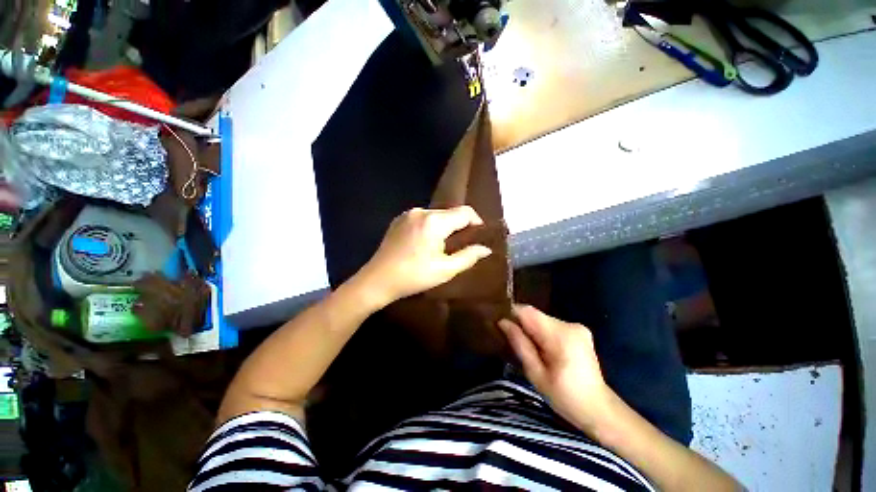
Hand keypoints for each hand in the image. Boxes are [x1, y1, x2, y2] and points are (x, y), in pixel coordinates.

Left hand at [357, 206, 491, 306]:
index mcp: (434, 221)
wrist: (377, 280)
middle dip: (460, 226)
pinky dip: (431, 226)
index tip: (479, 236)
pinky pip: (423, 218)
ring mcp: (408, 214)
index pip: (465, 212)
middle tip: (462, 244)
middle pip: (450, 213)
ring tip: (444, 245)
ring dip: (445, 226)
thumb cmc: (414, 276)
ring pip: (437, 215)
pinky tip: (426, 243)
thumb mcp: (445, 270)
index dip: (476, 222)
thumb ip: (468, 256)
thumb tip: (486, 248)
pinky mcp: (399, 219)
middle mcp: (421, 211)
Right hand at [499, 305, 612, 432]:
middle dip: (522, 326)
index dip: (511, 314)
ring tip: (531, 350)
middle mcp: (569, 325)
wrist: (599, 409)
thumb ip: (519, 344)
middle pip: (535, 315)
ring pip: (542, 319)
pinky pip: (551, 325)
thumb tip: (502, 322)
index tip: (501, 325)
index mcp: (560, 336)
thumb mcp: (536, 374)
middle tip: (516, 344)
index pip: (528, 311)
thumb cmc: (565, 397)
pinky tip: (544, 350)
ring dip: (532, 330)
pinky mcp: (579, 330)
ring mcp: (577, 326)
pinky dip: (543, 333)